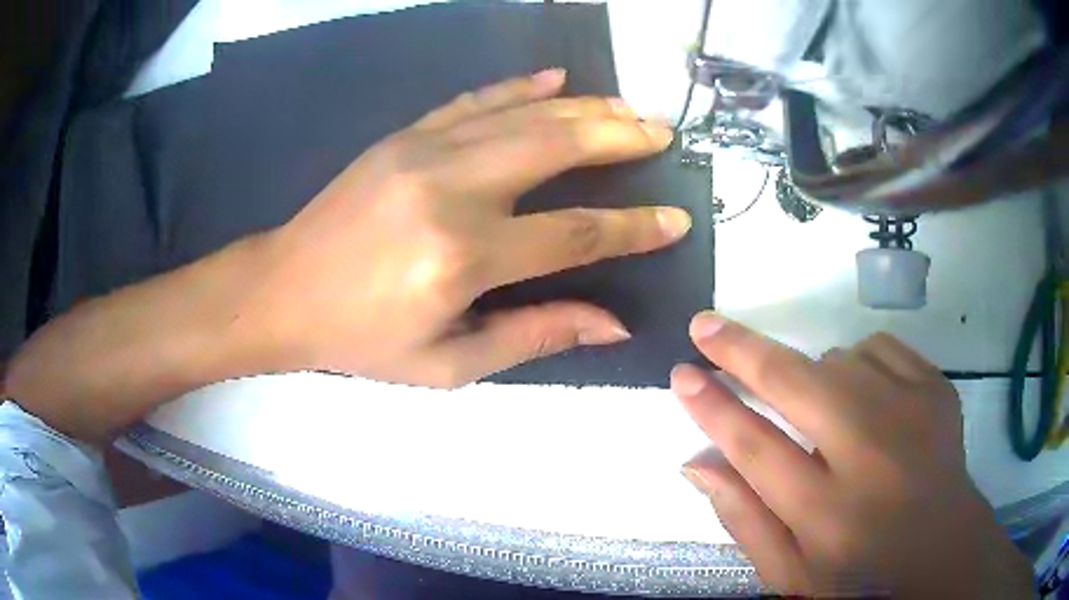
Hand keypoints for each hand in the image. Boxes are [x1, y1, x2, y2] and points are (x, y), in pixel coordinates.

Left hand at [5, 70, 688, 440]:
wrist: (282, 291)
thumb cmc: (361, 340)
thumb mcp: (448, 363)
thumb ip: (535, 335)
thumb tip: (611, 324)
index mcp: (463, 257)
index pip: (574, 234)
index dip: (633, 228)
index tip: (675, 219)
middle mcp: (451, 189)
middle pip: (557, 146)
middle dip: (620, 137)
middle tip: (662, 133)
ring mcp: (424, 149)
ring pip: (524, 114)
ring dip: (586, 107)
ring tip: (630, 108)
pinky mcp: (405, 134)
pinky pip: (476, 100)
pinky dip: (522, 87)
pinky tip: (557, 80)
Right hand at [671, 313, 1032, 597]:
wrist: (944, 554)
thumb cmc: (861, 577)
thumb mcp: (791, 574)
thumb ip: (743, 519)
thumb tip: (695, 463)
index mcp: (827, 516)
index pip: (754, 447)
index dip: (712, 407)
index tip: (681, 374)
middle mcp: (871, 458)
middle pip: (795, 384)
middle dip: (743, 350)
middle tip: (705, 326)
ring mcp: (912, 415)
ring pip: (839, 359)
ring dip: (814, 377)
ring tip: (824, 417)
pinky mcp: (937, 389)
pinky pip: (879, 348)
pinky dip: (858, 363)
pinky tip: (864, 400)